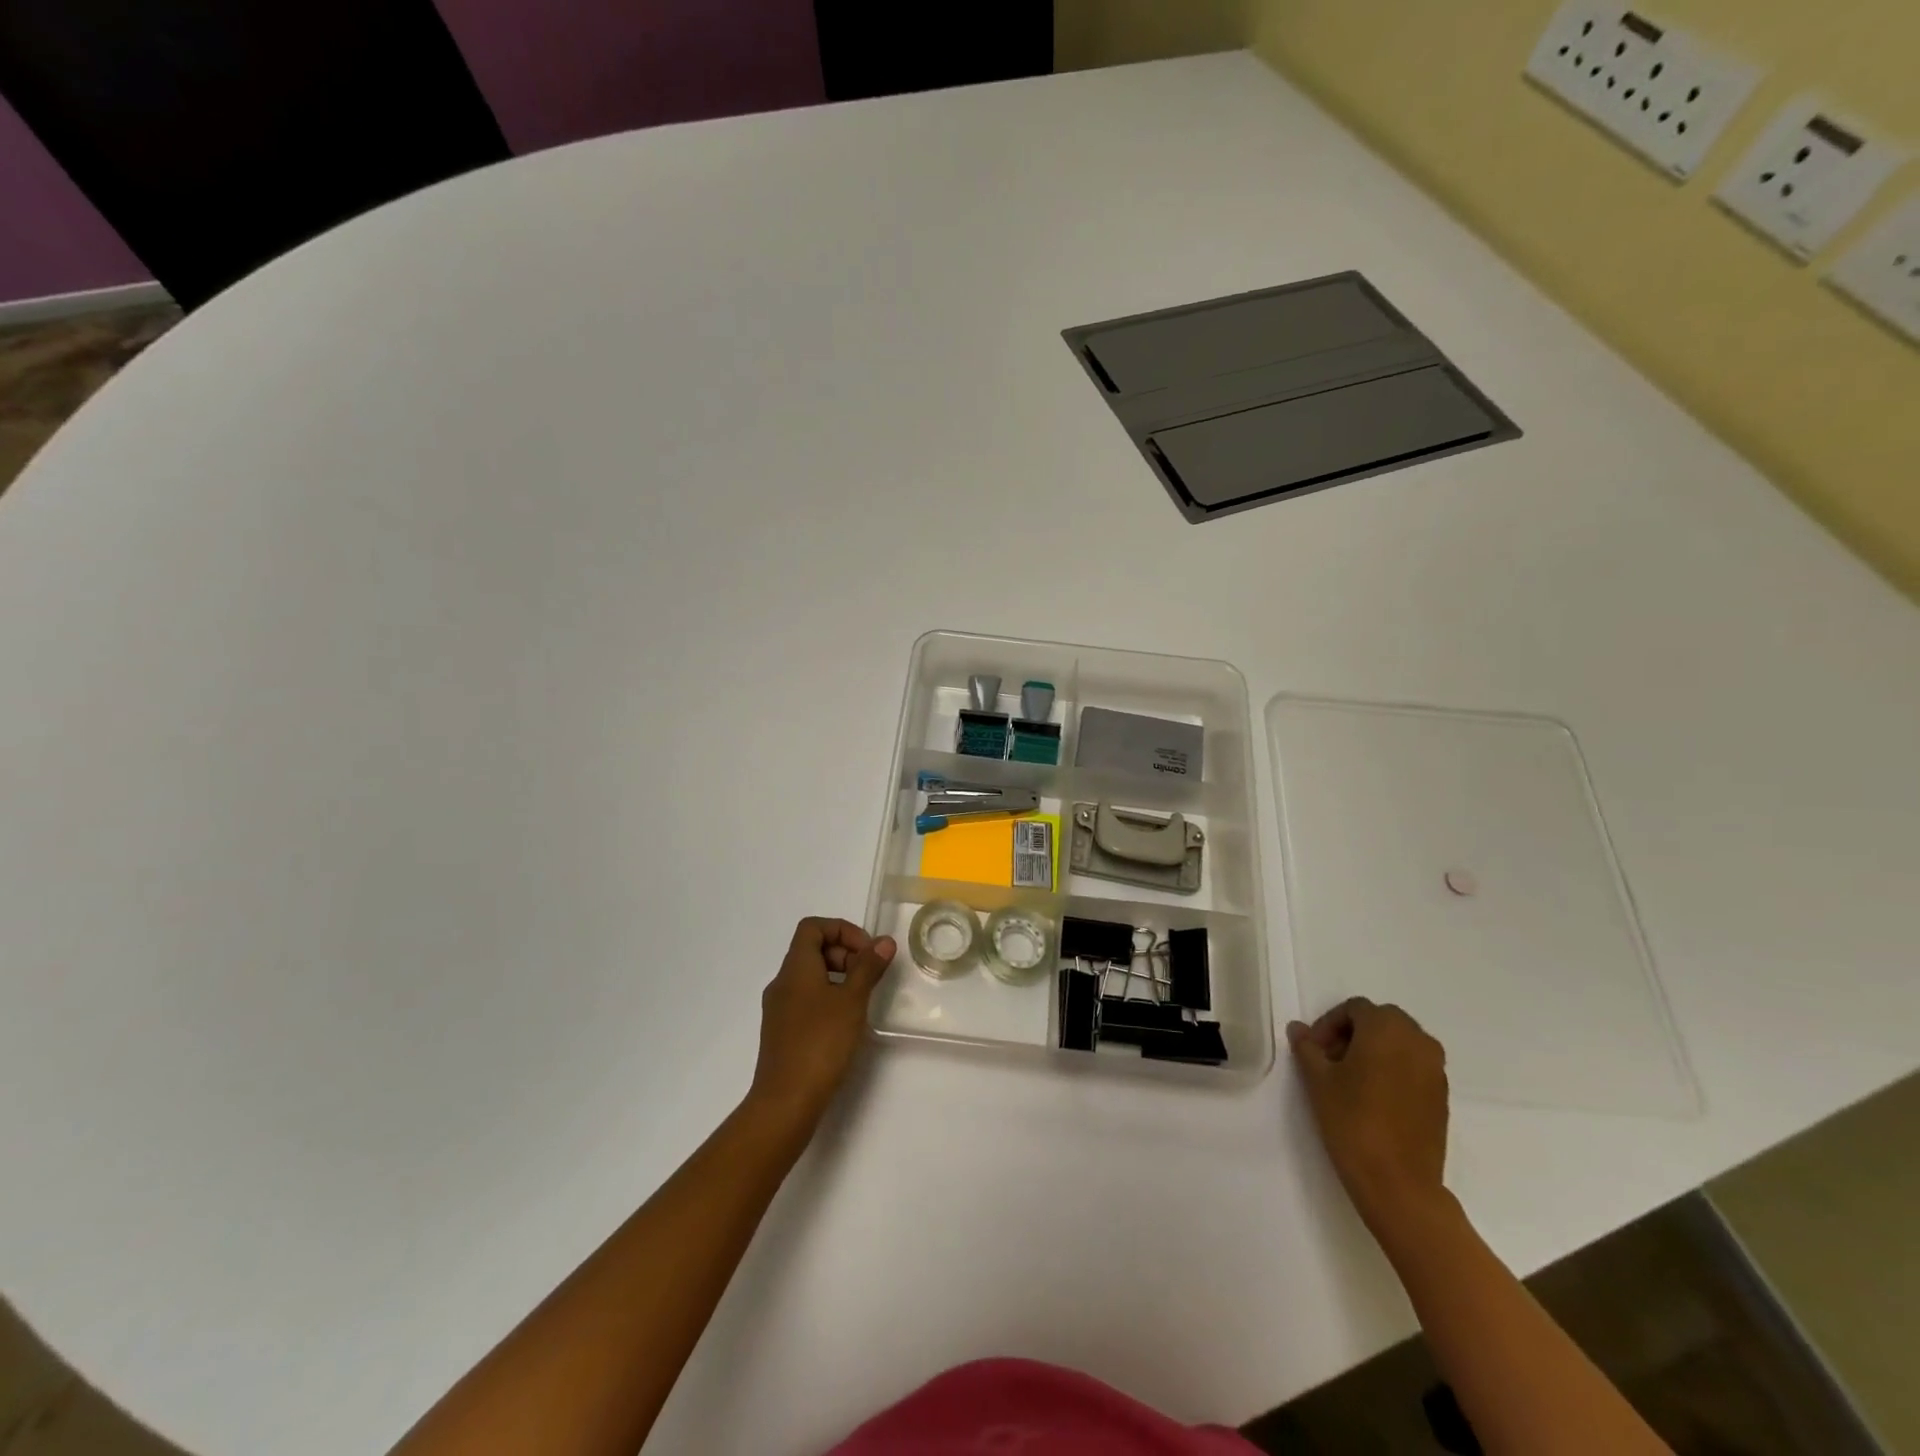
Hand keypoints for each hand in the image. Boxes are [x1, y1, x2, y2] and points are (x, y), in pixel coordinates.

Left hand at [747, 917, 897, 1132]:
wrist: (785, 1102)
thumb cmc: (820, 1043)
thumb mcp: (852, 1001)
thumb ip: (868, 968)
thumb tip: (883, 941)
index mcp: (795, 968)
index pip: (812, 927)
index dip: (842, 930)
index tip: (867, 951)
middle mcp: (782, 983)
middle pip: (812, 950)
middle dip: (844, 954)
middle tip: (869, 975)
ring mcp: (779, 1009)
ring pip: (810, 976)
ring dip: (838, 977)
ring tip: (861, 1000)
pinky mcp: (782, 1032)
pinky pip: (806, 1000)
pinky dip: (828, 999)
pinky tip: (845, 1023)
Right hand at [1287, 998, 1449, 1232]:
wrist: (1398, 1183)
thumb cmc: (1353, 1121)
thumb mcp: (1318, 1080)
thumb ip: (1307, 1048)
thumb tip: (1299, 1029)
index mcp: (1386, 1029)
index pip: (1355, 1009)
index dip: (1330, 1024)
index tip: (1314, 1050)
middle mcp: (1418, 1041)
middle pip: (1382, 1021)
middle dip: (1354, 1033)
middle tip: (1331, 1059)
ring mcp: (1435, 1070)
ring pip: (1402, 1043)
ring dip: (1377, 1049)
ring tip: (1352, 1078)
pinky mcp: (1442, 1097)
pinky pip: (1415, 1066)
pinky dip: (1395, 1069)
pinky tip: (1375, 1097)